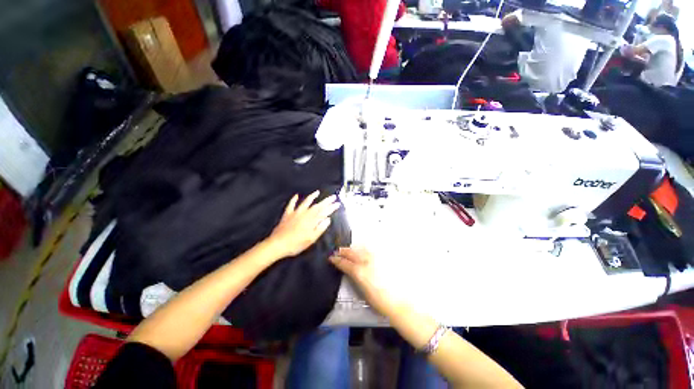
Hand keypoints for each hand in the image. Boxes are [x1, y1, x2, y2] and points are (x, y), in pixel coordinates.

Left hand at [267, 191, 340, 258]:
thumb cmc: (296, 244)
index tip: (338, 203)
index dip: (332, 207)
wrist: (278, 244)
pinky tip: (296, 195)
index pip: (324, 212)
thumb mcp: (311, 239)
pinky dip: (294, 199)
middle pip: (317, 206)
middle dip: (326, 201)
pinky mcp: (287, 214)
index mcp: (312, 220)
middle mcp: (305, 214)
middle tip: (333, 196)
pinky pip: (291, 205)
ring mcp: (296, 213)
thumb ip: (320, 228)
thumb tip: (328, 219)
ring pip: (305, 202)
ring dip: (312, 196)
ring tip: (317, 192)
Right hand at [330, 247, 396, 314]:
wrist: (397, 301)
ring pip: (360, 249)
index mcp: (358, 272)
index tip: (331, 258)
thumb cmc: (378, 301)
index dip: (336, 260)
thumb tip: (350, 271)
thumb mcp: (362, 291)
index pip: (344, 263)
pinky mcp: (383, 258)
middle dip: (342, 251)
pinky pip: (370, 250)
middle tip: (337, 251)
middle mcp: (365, 261)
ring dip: (352, 249)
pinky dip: (363, 249)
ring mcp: (375, 258)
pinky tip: (362, 250)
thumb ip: (355, 277)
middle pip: (351, 253)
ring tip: (348, 249)